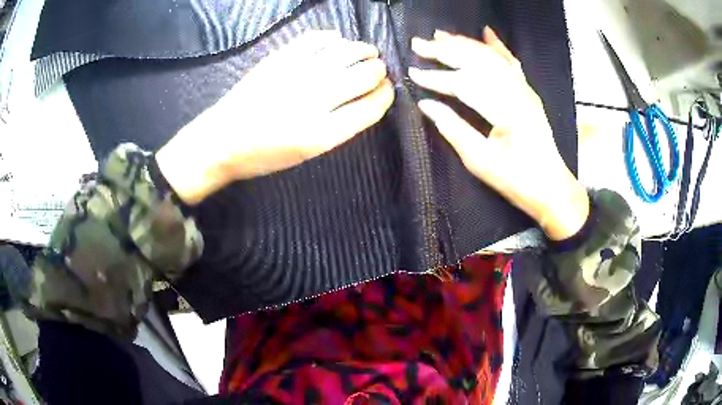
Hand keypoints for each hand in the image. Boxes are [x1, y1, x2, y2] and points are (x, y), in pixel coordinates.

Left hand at [156, 30, 394, 203]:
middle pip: (366, 74)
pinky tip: (336, 42)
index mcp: (323, 133)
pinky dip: (333, 38)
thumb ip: (341, 126)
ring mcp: (296, 74)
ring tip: (364, 53)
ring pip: (347, 51)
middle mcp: (314, 100)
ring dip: (364, 50)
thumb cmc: (264, 154)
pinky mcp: (279, 58)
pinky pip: (317, 38)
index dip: (387, 94)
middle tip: (377, 70)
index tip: (387, 89)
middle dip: (380, 71)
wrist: (221, 141)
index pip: (372, 106)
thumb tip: (367, 98)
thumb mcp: (308, 152)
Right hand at [409, 27, 588, 239]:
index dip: (437, 78)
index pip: (465, 84)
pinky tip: (487, 33)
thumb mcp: (481, 162)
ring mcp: (525, 91)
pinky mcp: (528, 93)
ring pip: (493, 58)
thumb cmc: (517, 181)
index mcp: (506, 112)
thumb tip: (426, 105)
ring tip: (440, 36)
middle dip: (447, 50)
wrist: (552, 188)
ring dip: (465, 44)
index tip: (413, 73)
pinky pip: (512, 64)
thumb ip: (453, 129)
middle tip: (419, 43)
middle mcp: (518, 93)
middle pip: (478, 62)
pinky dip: (498, 47)